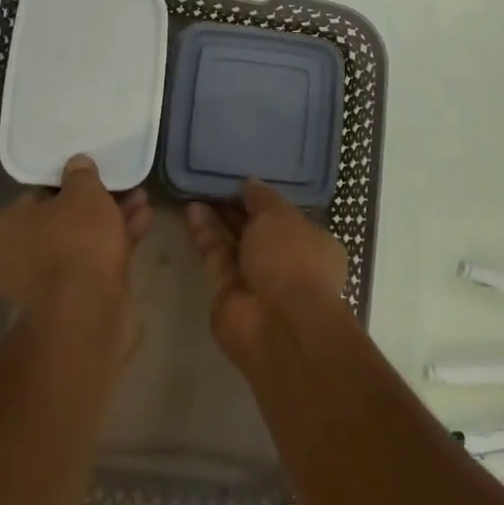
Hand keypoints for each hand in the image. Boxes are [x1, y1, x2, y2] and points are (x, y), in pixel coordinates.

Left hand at [0, 156, 152, 348]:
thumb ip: (81, 174)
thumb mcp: (83, 193)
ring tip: (143, 199)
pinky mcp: (73, 299)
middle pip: (62, 219)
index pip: (36, 195)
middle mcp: (16, 255)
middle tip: (124, 185)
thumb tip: (77, 163)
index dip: (68, 183)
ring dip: (112, 220)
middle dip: (97, 203)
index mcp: (4, 227)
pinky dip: (117, 242)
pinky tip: (145, 221)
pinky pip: (94, 261)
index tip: (93, 175)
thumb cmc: (76, 242)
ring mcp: (45, 281)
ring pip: (82, 241)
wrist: (89, 313)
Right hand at [184, 180, 348, 367]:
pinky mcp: (228, 293)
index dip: (263, 200)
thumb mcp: (280, 215)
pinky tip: (191, 211)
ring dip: (216, 220)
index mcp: (312, 244)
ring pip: (233, 244)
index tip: (241, 180)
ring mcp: (256, 280)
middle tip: (211, 183)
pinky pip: (216, 257)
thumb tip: (250, 183)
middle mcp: (286, 262)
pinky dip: (205, 236)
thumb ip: (262, 198)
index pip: (286, 217)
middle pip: (256, 230)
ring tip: (195, 191)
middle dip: (235, 209)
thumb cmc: (292, 259)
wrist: (279, 324)